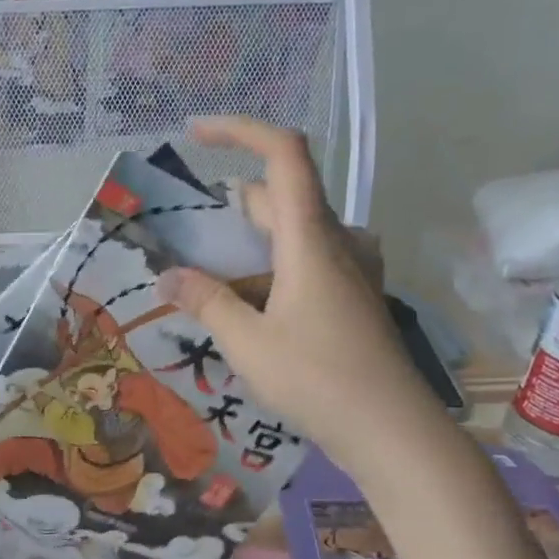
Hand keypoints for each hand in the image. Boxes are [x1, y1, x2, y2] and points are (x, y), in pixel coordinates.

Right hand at [155, 115, 439, 471]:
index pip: (284, 155)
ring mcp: (352, 269)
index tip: (196, 134)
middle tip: (188, 236)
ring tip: (213, 277)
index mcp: (310, 239)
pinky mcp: (355, 295)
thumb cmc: (317, 379)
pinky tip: (254, 305)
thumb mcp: (247, 343)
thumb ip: (206, 303)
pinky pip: (309, 260)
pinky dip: (274, 267)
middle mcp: (336, 242)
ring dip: (252, 241)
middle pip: (282, 197)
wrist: (390, 428)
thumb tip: (168, 277)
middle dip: (231, 206)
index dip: (240, 130)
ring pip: (295, 231)